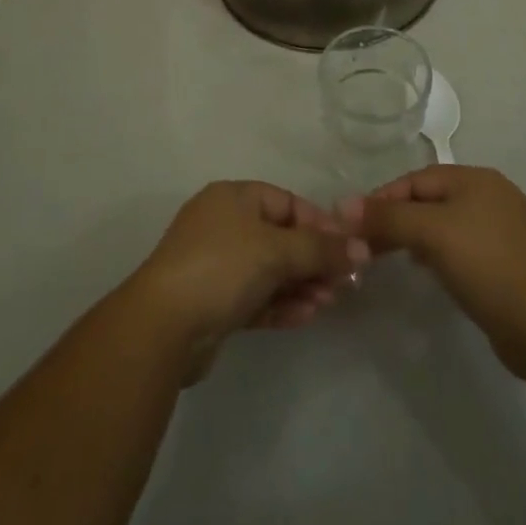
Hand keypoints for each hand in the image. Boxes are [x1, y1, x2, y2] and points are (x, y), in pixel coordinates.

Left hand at [125, 181, 367, 382]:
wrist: (163, 327)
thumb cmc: (222, 267)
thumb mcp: (276, 251)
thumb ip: (321, 249)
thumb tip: (362, 248)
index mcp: (233, 198)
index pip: (287, 202)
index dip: (319, 224)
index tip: (348, 249)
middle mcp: (224, 225)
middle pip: (281, 237)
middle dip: (313, 259)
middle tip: (343, 283)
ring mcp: (217, 265)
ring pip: (270, 270)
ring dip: (301, 284)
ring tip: (328, 303)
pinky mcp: (214, 303)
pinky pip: (257, 297)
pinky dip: (282, 303)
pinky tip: (307, 316)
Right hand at [341, 166, 525, 380]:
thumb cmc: (488, 264)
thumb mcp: (432, 233)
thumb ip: (388, 217)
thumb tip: (343, 205)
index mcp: (475, 179)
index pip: (416, 179)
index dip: (383, 197)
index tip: (353, 222)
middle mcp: (489, 197)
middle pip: (429, 200)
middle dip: (397, 219)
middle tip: (365, 244)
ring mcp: (500, 232)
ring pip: (444, 226)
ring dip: (414, 238)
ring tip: (387, 257)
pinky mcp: (505, 266)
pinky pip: (460, 250)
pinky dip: (438, 257)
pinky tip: (427, 273)